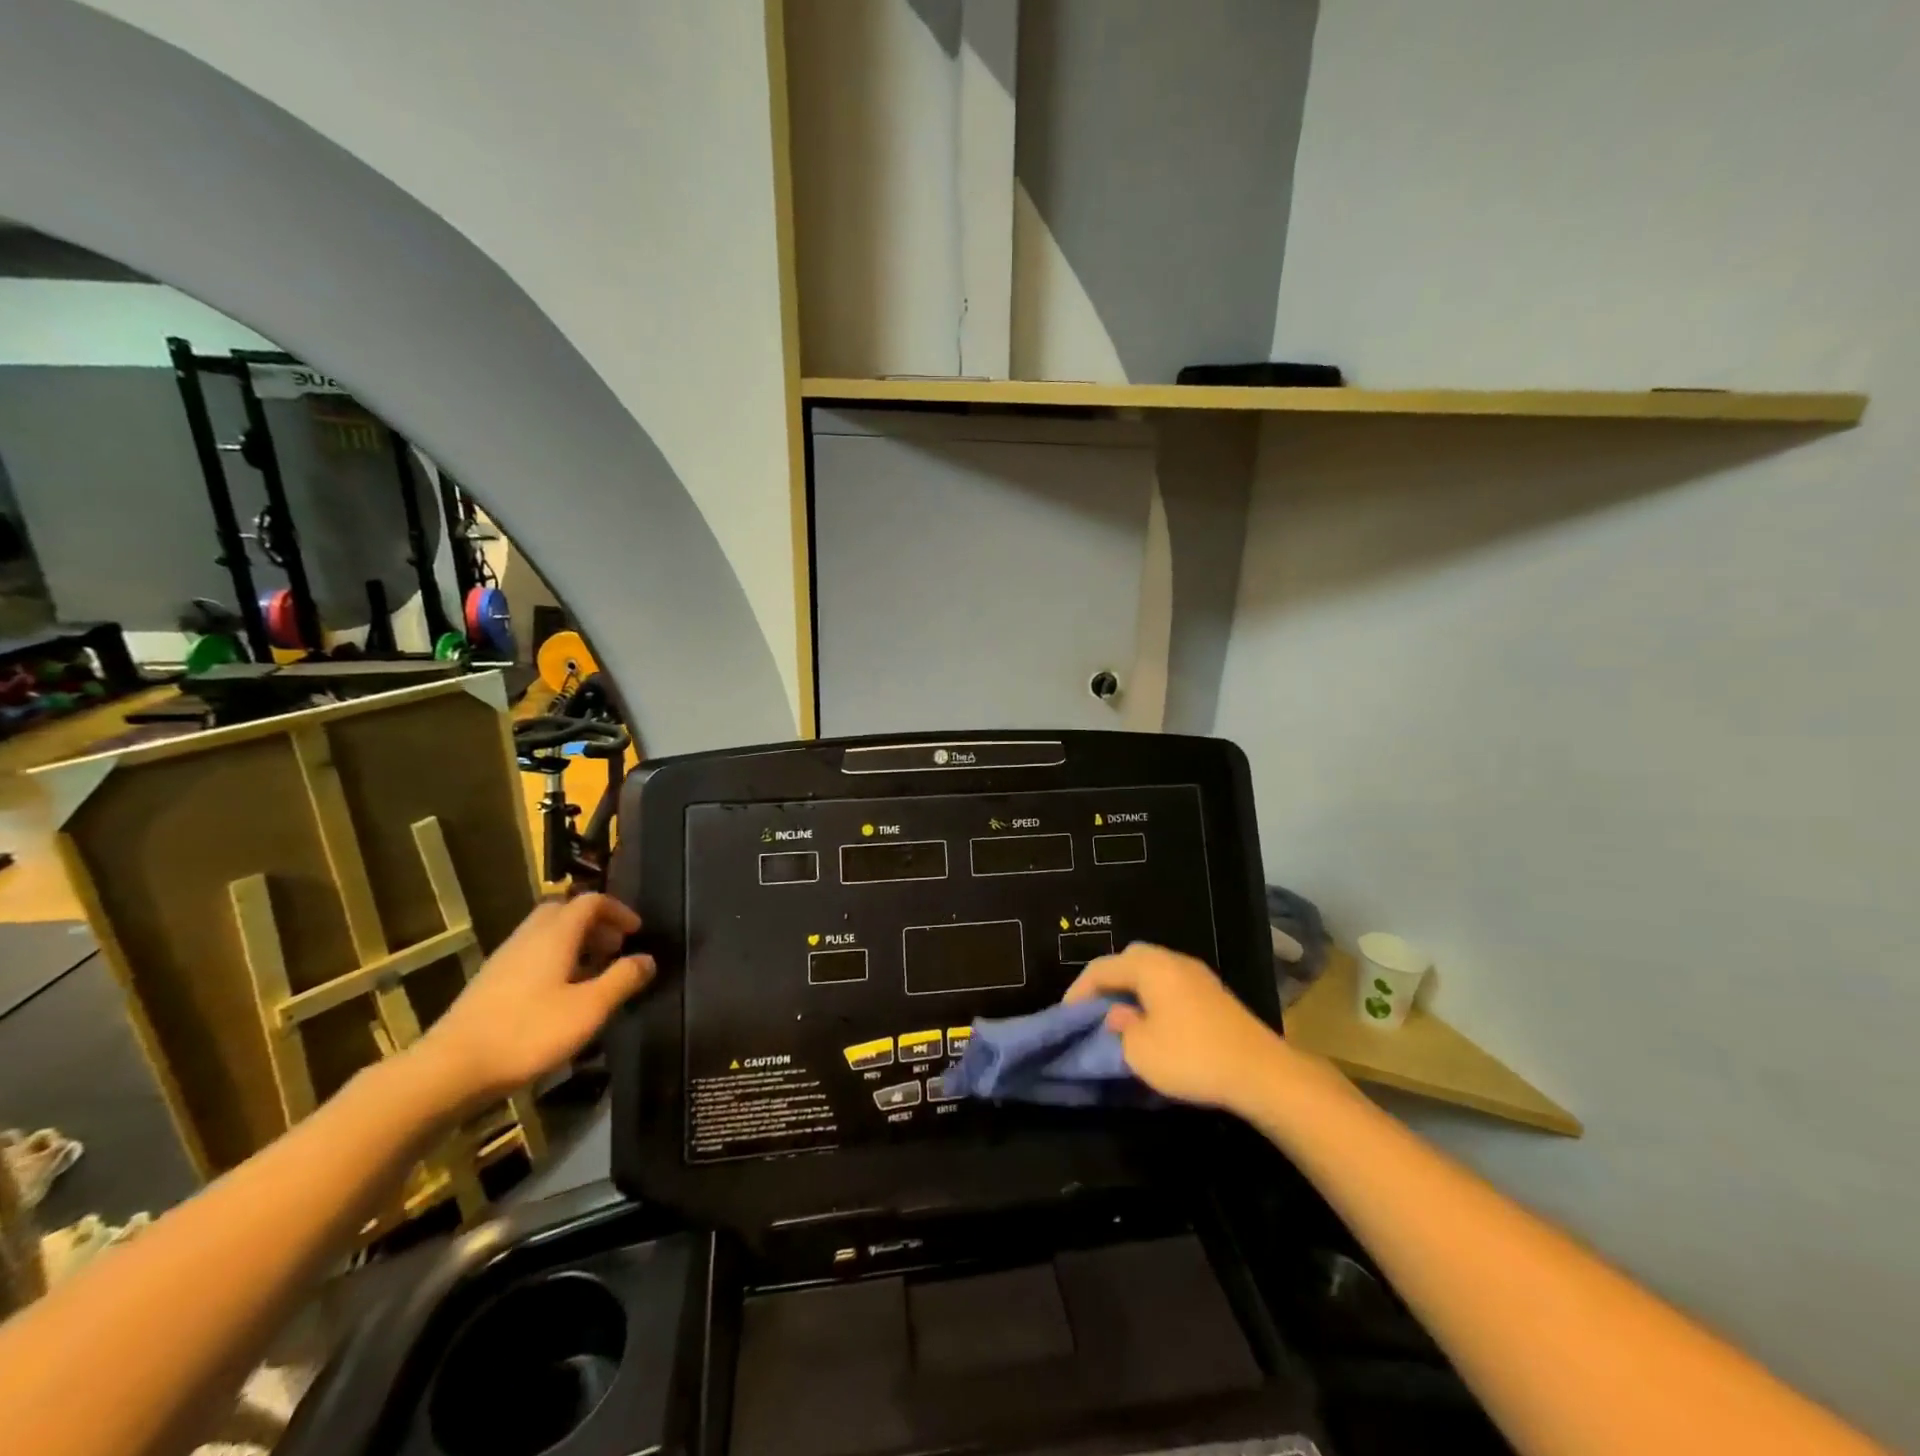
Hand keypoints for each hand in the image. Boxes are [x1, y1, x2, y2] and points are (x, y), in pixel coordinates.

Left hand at [414, 894, 653, 1108]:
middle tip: (614, 949)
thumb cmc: (528, 1033)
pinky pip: (531, 955)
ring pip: (545, 934)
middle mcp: (529, 937)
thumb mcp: (589, 1009)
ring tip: (592, 973)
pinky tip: (560, 995)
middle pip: (564, 912)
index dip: (618, 911)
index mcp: (555, 935)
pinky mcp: (490, 983)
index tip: (636, 932)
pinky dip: (554, 961)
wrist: (450, 1069)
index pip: (591, 902)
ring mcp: (505, 959)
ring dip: (574, 943)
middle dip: (594, 924)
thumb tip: (647, 959)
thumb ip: (622, 979)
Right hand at [1065, 942, 1285, 1113]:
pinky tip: (1152, 1024)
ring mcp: (1197, 975)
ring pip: (1152, 972)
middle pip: (1128, 961)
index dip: (1079, 991)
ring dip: (1131, 991)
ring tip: (1119, 1018)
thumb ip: (1118, 1028)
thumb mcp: (1140, 1050)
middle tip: (1093, 1010)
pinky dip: (1153, 998)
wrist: (1261, 1073)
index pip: (1101, 968)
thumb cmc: (1192, 1057)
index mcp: (1149, 966)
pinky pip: (1170, 985)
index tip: (1065, 1016)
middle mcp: (1172, 960)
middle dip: (1106, 983)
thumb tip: (1116, 1015)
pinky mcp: (1213, 994)